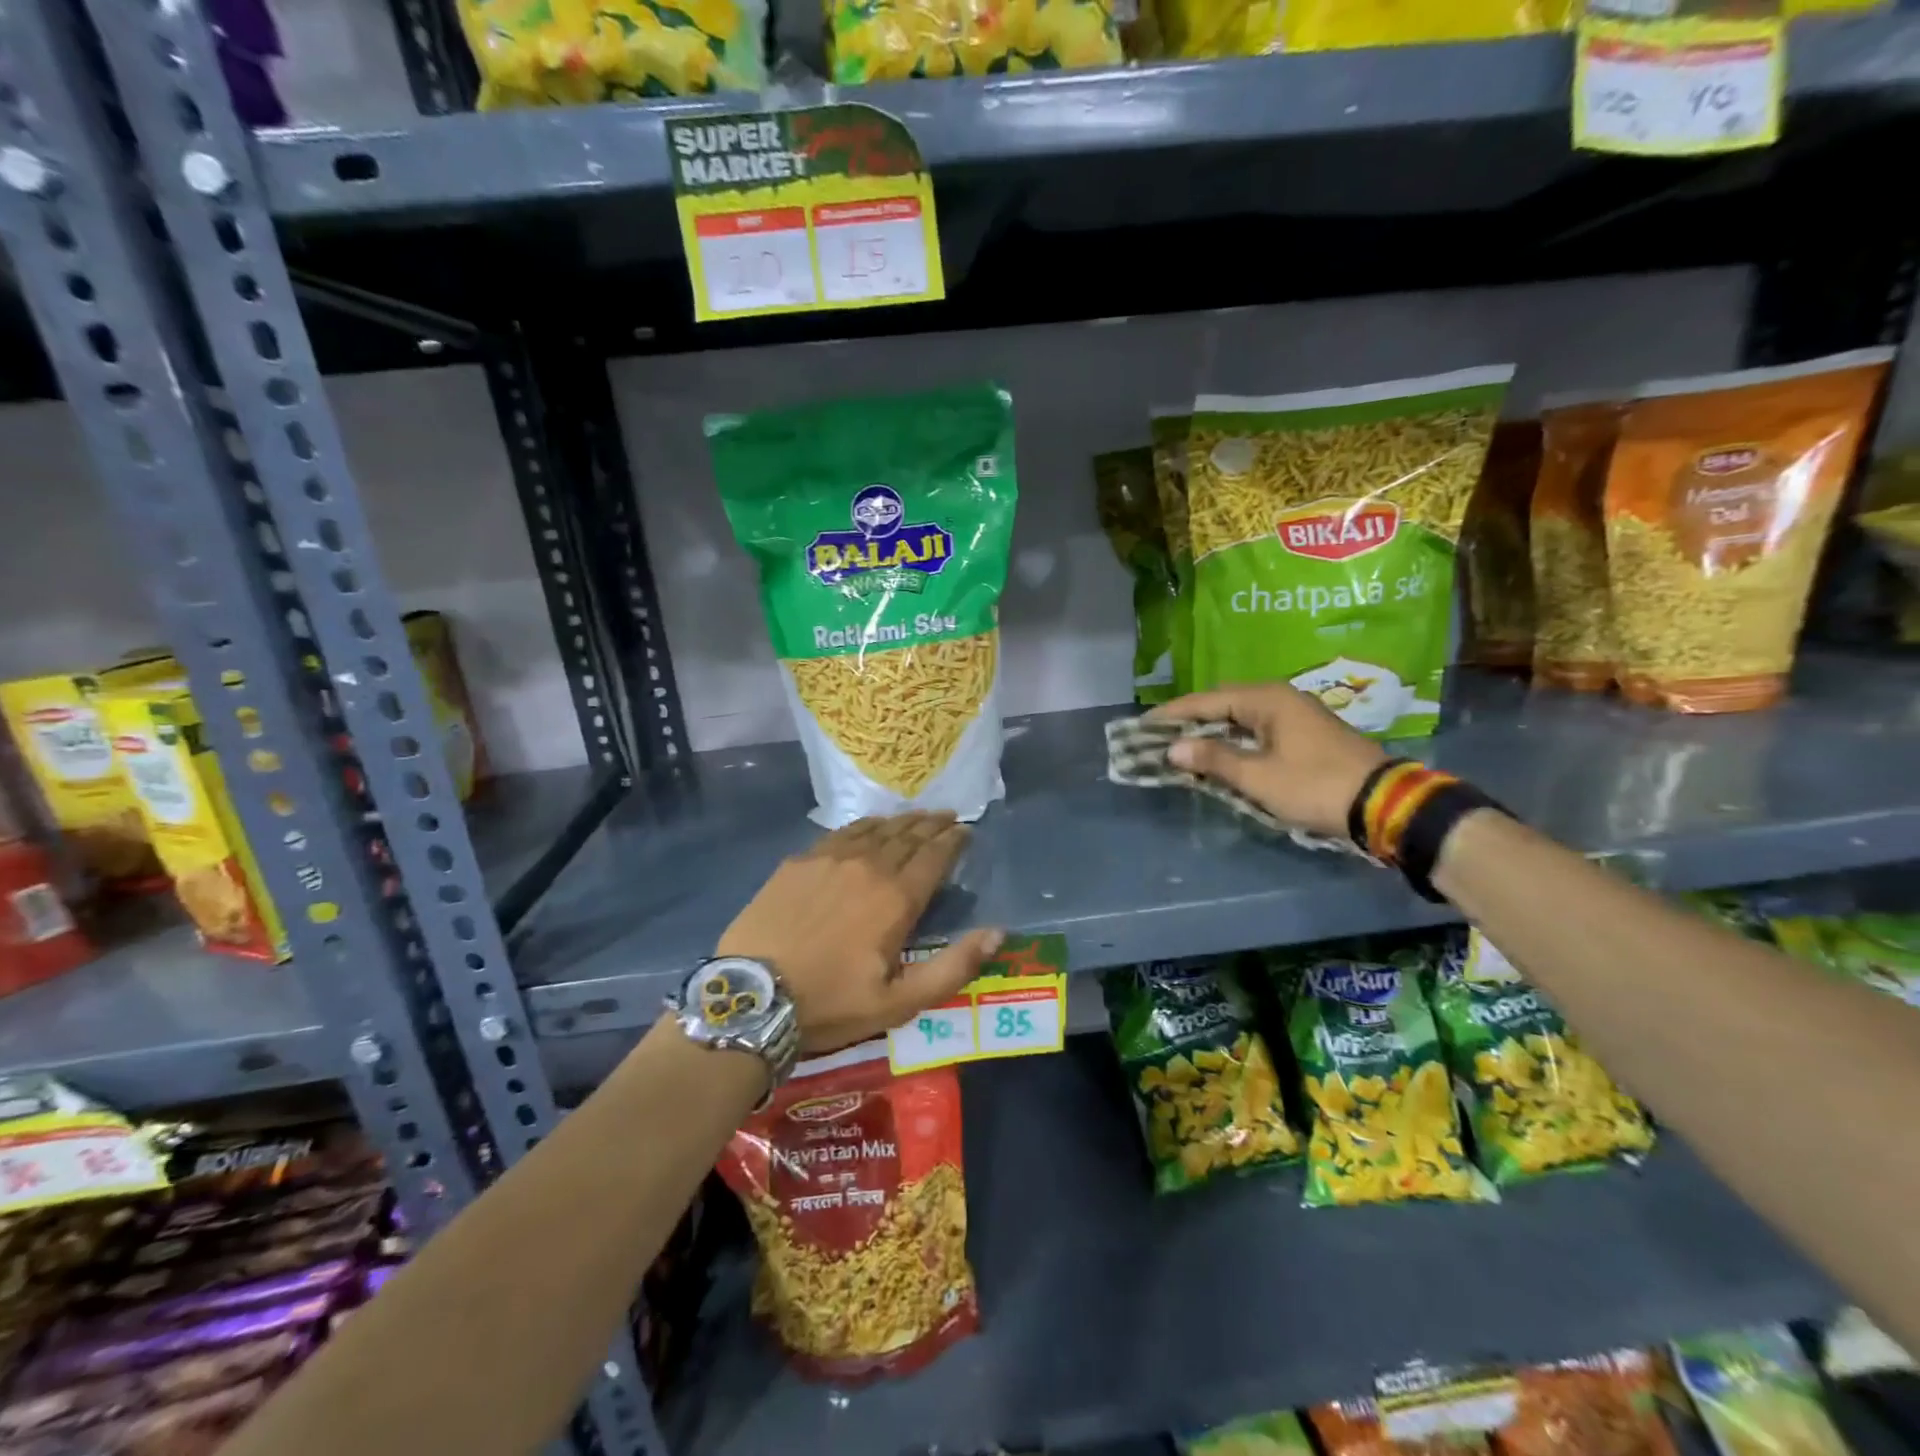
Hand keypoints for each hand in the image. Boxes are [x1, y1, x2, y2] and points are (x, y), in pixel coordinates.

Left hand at [716, 811, 1004, 1053]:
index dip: (953, 841)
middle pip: (908, 835)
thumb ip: (953, 967)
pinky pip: (842, 832)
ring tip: (916, 816)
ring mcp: (830, 858)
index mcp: (896, 898)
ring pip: (876, 829)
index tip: (966, 831)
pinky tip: (868, 826)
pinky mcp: (800, 861)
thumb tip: (997, 932)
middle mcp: (868, 866)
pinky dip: (864, 825)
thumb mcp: (900, 1002)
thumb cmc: (831, 1003)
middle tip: (948, 816)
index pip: (934, 856)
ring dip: (902, 821)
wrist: (752, 997)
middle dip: (932, 824)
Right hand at [1150, 684, 1388, 840]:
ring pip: (1240, 717)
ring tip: (1181, 746)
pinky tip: (1219, 754)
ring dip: (1211, 732)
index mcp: (1266, 699)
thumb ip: (1214, 760)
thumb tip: (1173, 749)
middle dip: (1189, 720)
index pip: (1206, 700)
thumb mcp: (1259, 777)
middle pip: (1222, 704)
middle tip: (1158, 737)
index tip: (1142, 725)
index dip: (1172, 714)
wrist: (1385, 804)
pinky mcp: (1304, 733)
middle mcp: (1279, 698)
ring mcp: (1295, 714)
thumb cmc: (1315, 786)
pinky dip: (1233, 740)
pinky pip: (1256, 729)